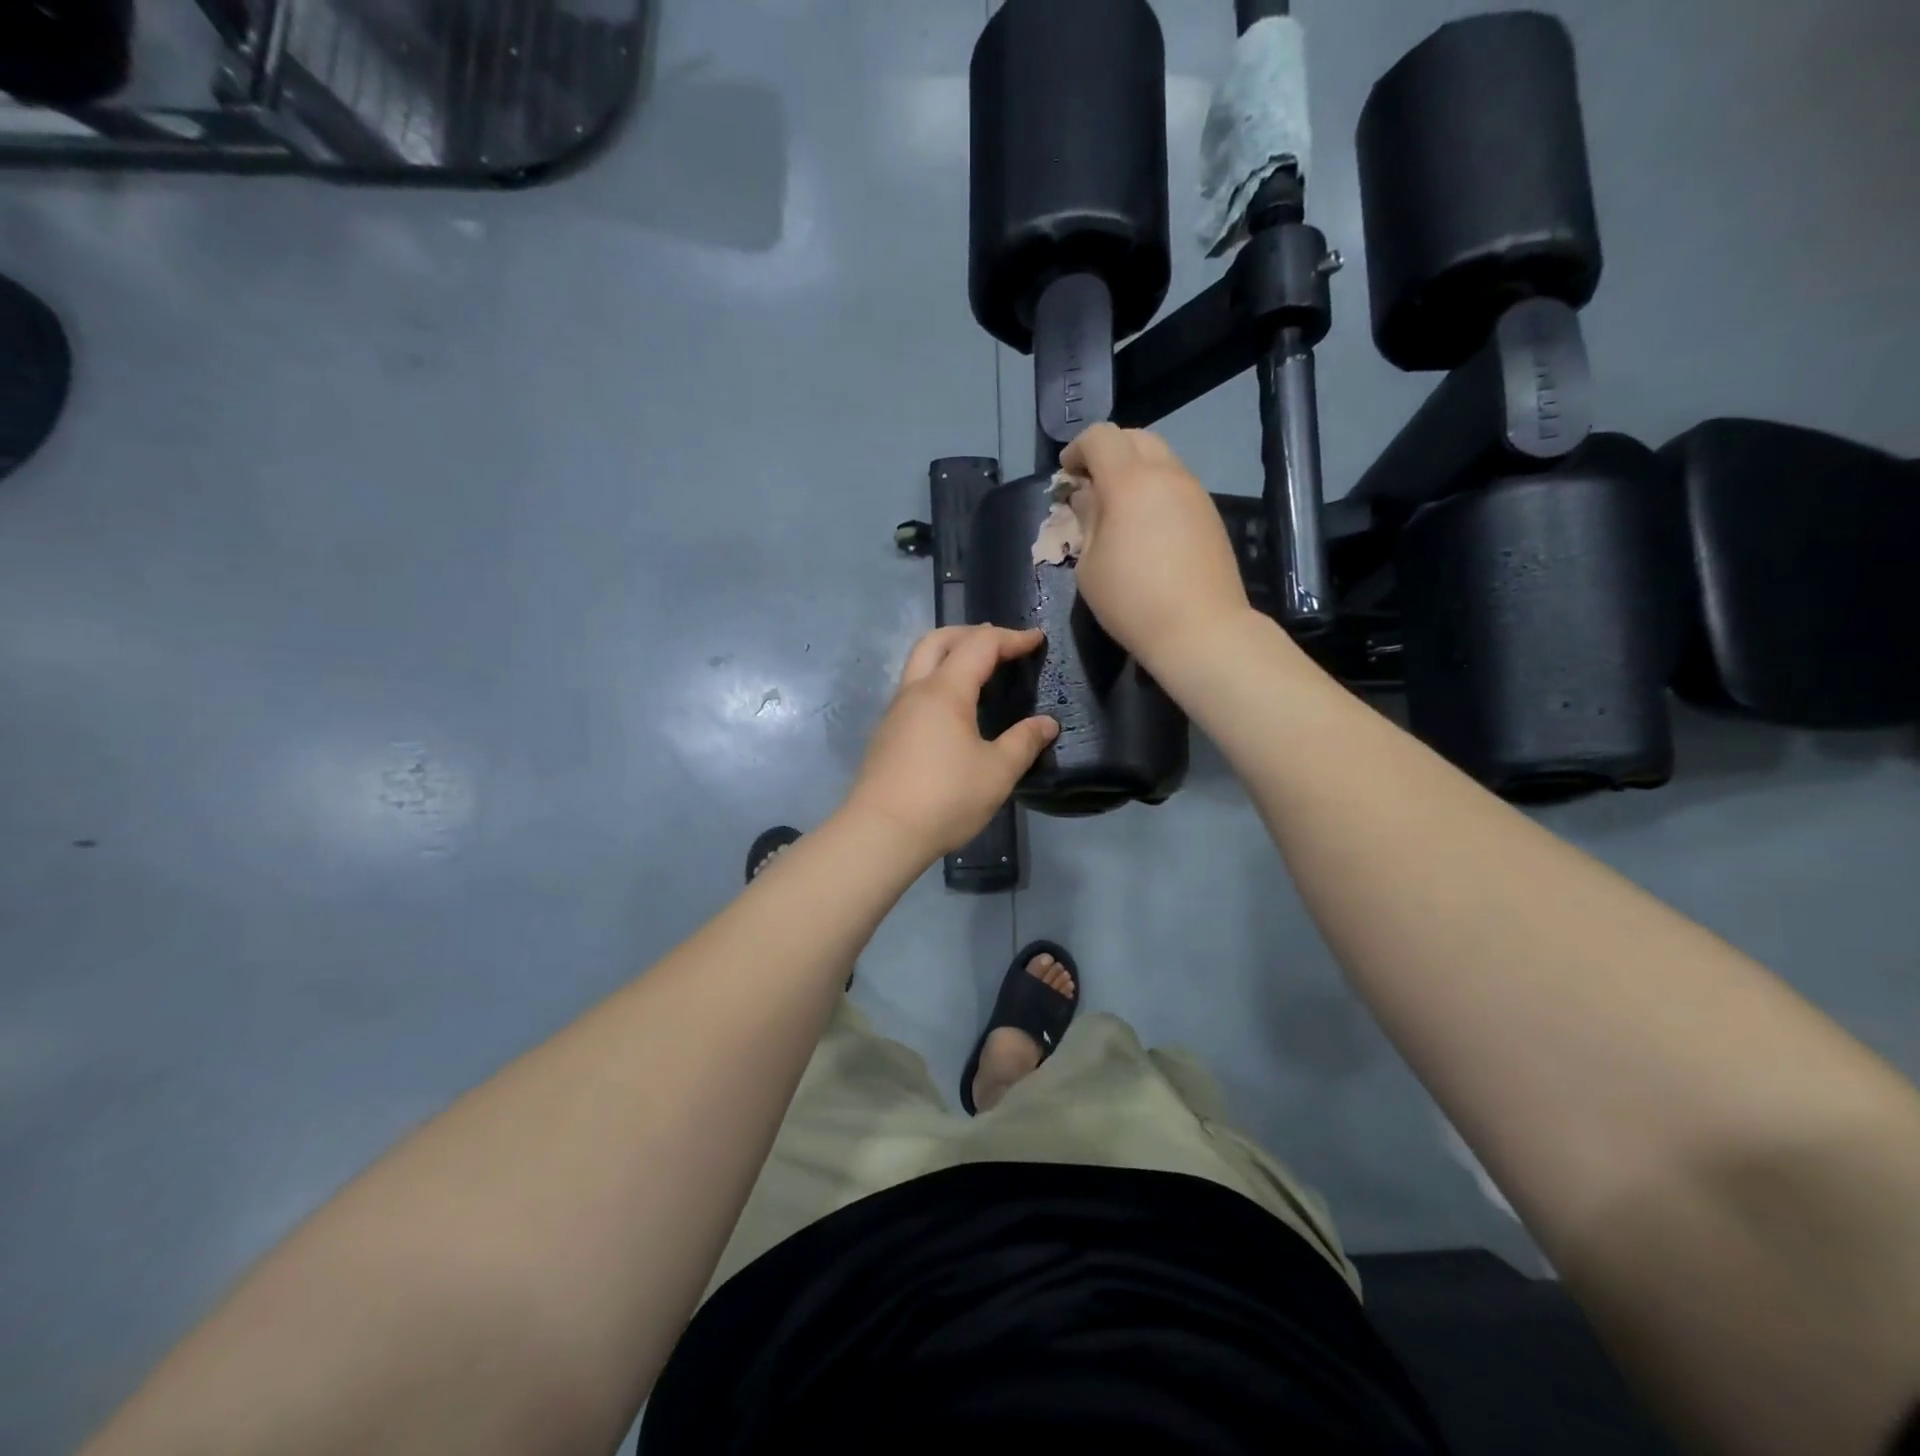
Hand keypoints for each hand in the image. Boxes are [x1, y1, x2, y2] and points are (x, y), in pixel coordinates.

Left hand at [844, 626, 1059, 860]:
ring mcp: (895, 712)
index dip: (1011, 638)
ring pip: (920, 664)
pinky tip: (954, 711)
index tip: (1036, 640)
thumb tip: (1047, 723)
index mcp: (944, 691)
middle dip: (972, 633)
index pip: (980, 645)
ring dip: (950, 656)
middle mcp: (915, 691)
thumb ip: (1023, 742)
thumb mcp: (997, 772)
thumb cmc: (945, 799)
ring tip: (979, 673)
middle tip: (1001, 644)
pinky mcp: (887, 734)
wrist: (881, 833)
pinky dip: (938, 682)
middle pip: (938, 640)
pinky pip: (914, 690)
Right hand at [1061, 423, 1252, 670]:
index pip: (1100, 437)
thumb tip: (1087, 496)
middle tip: (1090, 485)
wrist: (1201, 630)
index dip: (1077, 449)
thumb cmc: (1132, 602)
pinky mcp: (1209, 513)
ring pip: (1161, 458)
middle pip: (1135, 438)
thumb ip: (1087, 521)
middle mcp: (1166, 475)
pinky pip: (1176, 484)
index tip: (1066, 475)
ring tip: (1117, 507)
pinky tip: (1145, 525)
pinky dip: (1154, 489)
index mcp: (1129, 482)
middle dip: (1107, 452)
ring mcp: (1194, 492)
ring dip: (1134, 470)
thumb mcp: (1090, 566)